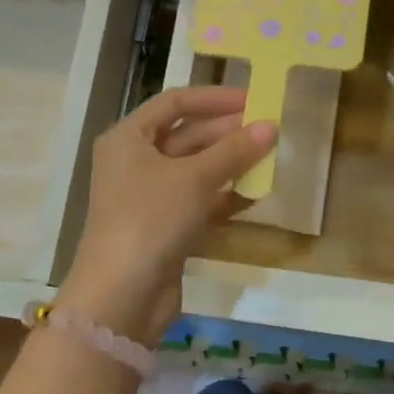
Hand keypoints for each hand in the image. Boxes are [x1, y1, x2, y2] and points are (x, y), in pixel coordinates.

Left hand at [57, 85, 276, 344]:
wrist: (123, 295)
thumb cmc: (151, 218)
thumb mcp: (195, 178)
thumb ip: (234, 151)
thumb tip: (271, 125)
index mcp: (128, 138)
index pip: (174, 102)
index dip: (214, 98)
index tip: (253, 100)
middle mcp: (135, 161)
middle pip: (186, 135)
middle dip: (227, 132)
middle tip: (268, 130)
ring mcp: (149, 196)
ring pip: (196, 170)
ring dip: (230, 164)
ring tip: (270, 157)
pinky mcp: (164, 227)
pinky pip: (199, 201)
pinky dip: (224, 196)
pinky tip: (256, 194)